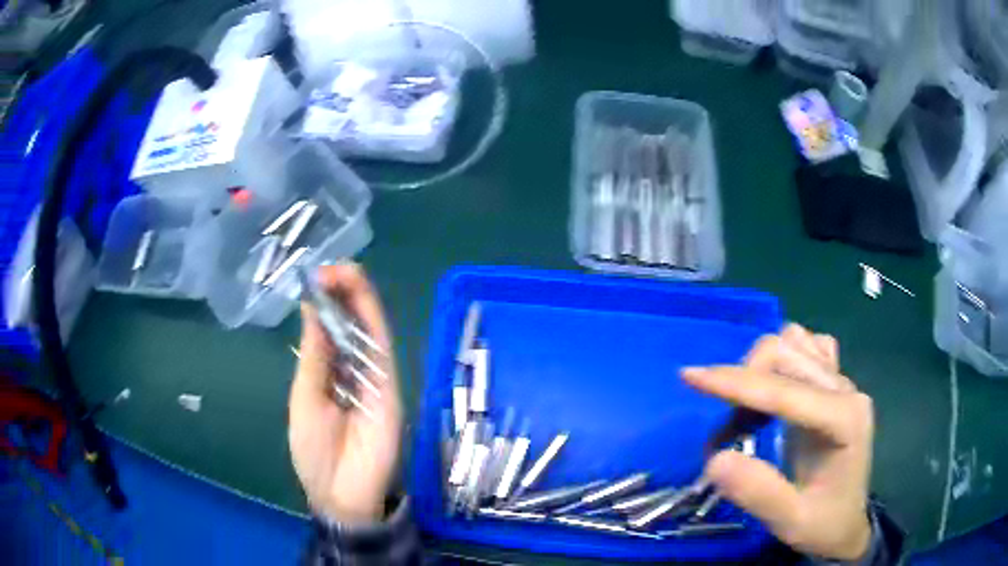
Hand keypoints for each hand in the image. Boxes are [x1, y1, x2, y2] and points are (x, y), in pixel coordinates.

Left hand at [288, 264, 401, 524]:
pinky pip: (382, 348)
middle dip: (340, 292)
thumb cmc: (314, 452)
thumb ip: (313, 356)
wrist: (342, 493)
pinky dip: (372, 319)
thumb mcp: (304, 398)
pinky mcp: (389, 387)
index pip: (328, 328)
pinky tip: (361, 295)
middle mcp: (350, 368)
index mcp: (326, 372)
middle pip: (350, 323)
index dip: (323, 301)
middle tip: (328, 269)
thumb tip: (311, 308)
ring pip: (369, 329)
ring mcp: (373, 376)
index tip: (314, 278)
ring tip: (342, 271)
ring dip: (357, 298)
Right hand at [683, 324, 872, 560]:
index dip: (735, 383)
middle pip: (787, 352)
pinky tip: (774, 393)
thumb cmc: (823, 524)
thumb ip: (758, 492)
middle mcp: (845, 389)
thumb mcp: (790, 522)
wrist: (847, 523)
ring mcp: (842, 382)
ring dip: (761, 369)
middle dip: (745, 381)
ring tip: (749, 414)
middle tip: (728, 431)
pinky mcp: (834, 384)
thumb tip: (715, 459)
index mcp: (842, 419)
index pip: (784, 390)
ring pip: (794, 342)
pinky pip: (806, 348)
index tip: (689, 377)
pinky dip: (781, 362)